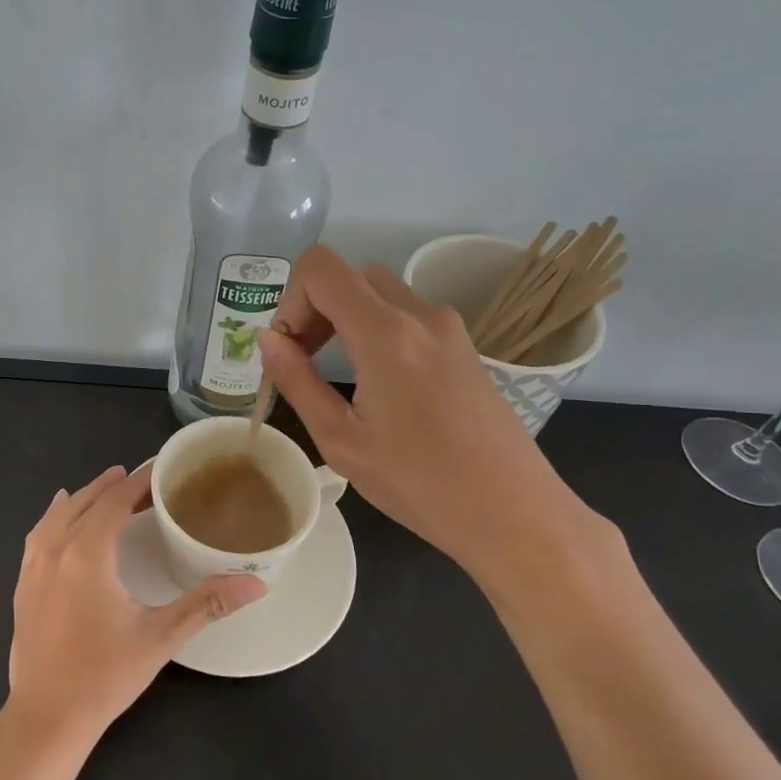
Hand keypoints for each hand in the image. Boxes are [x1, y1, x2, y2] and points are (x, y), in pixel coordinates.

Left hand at [6, 463, 265, 739]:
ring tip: (106, 487)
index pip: (114, 502)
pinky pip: (38, 535)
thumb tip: (256, 583)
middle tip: (142, 480)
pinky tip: (59, 517)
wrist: (47, 717)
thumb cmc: (105, 675)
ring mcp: (33, 568)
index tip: (159, 468)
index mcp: (87, 554)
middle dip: (113, 486)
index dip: (137, 482)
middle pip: (85, 503)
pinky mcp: (22, 586)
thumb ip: (207, 603)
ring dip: (84, 498)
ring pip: (58, 515)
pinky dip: (54, 517)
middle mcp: (55, 550)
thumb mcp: (161, 637)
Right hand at [257, 245, 608, 587]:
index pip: (321, 267)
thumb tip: (267, 339)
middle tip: (305, 360)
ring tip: (337, 373)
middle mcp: (420, 315)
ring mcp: (449, 329)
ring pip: (381, 293)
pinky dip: (378, 329)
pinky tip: (378, 384)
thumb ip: (297, 380)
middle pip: (351, 276)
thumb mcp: (340, 439)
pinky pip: (409, 316)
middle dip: (316, 307)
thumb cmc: (419, 483)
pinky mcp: (466, 347)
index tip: (289, 349)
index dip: (290, 299)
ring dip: (347, 317)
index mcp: (386, 332)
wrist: (513, 512)